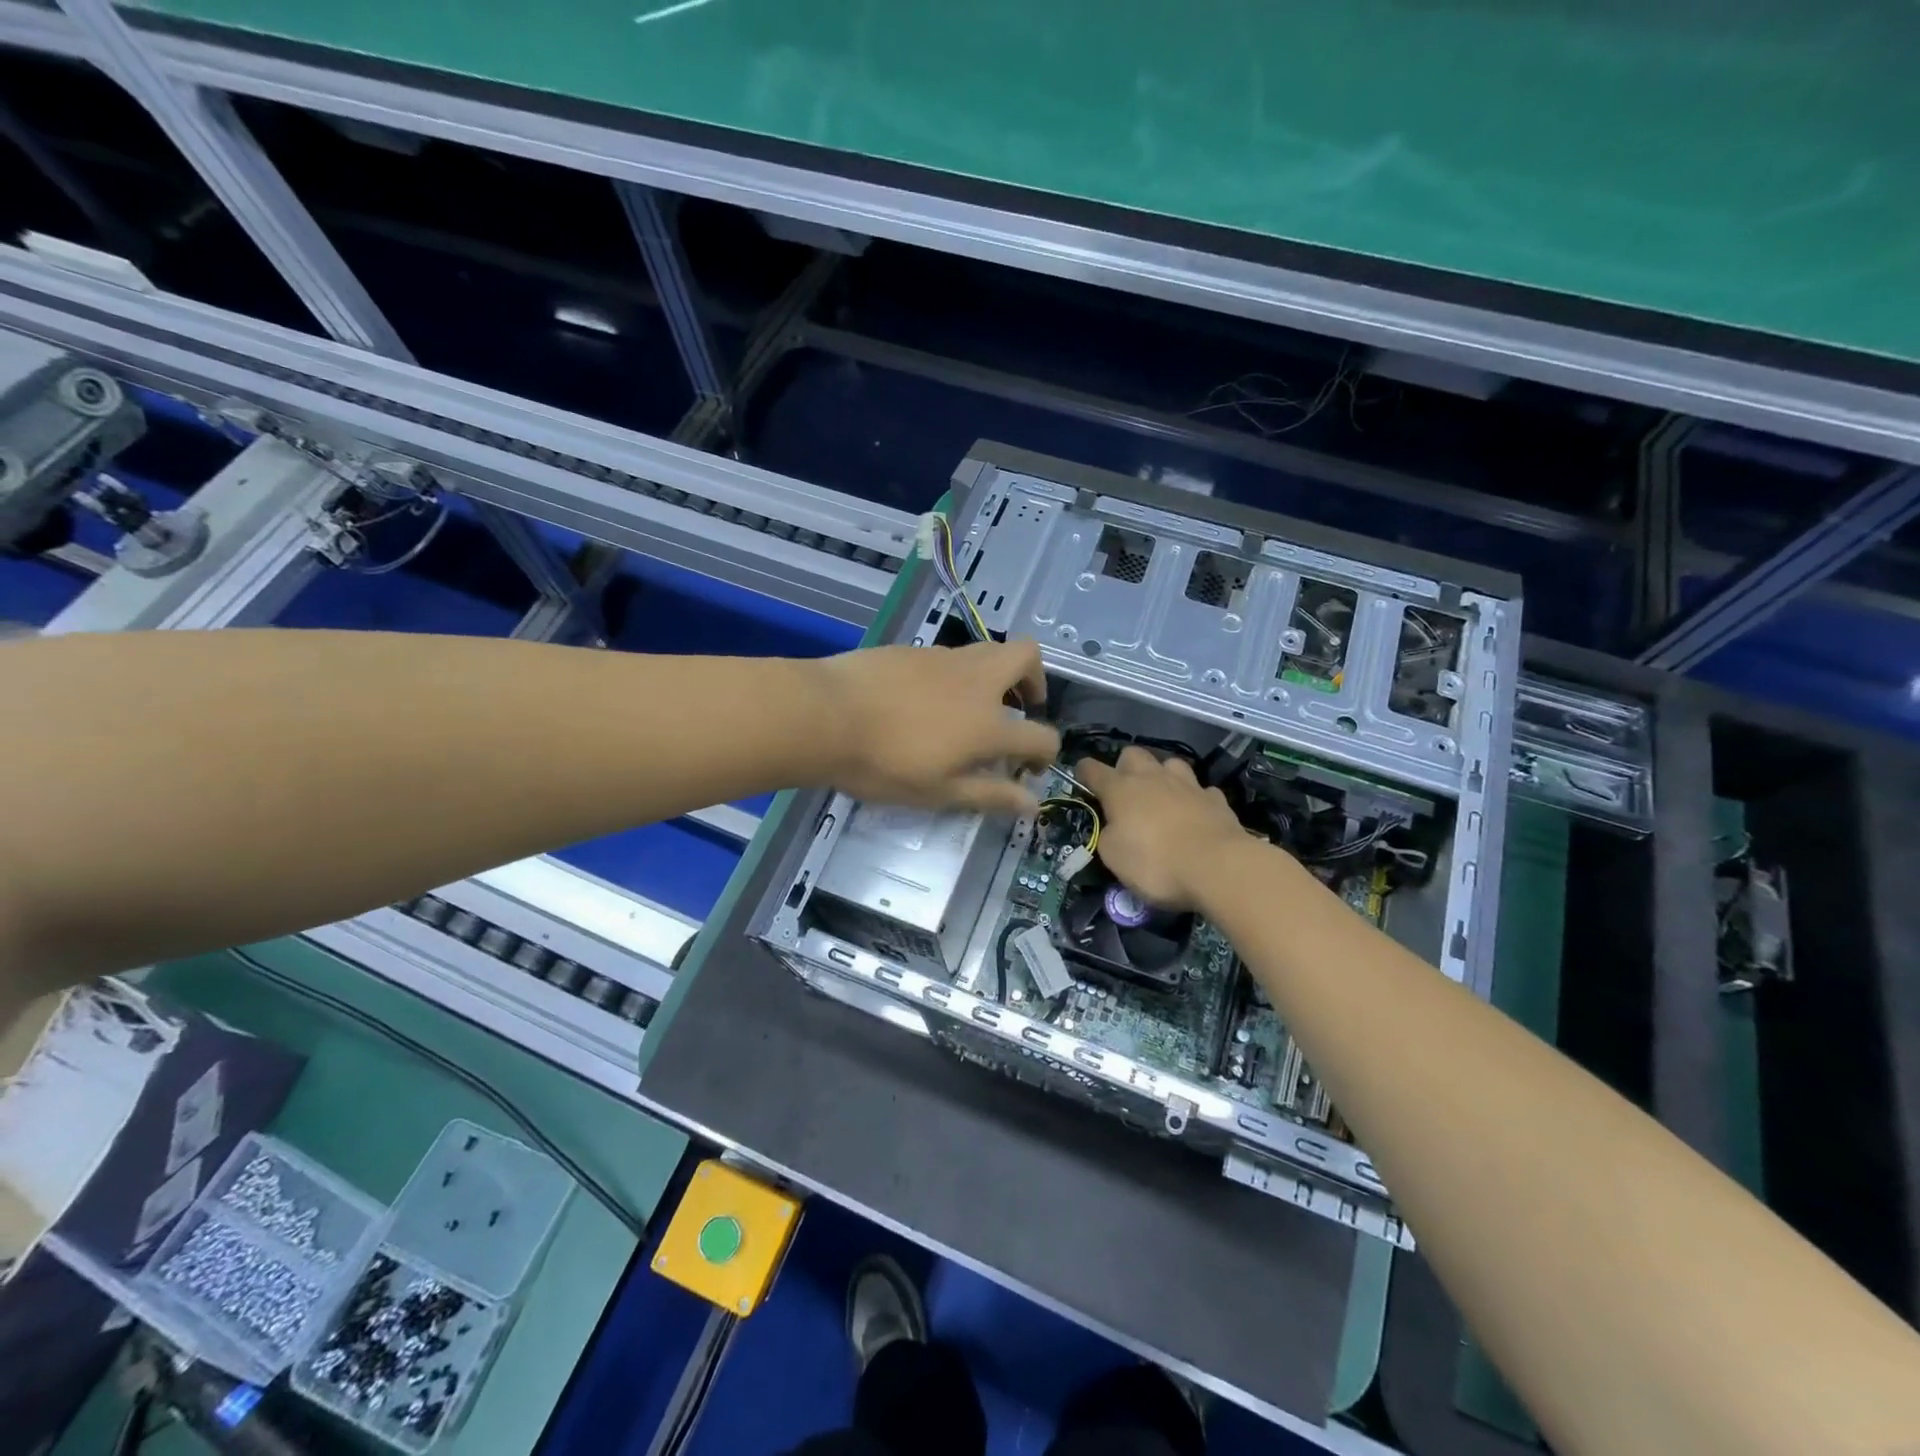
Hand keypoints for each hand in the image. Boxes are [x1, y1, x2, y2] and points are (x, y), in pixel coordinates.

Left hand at [815, 639, 1059, 815]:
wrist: (825, 715)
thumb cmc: (883, 764)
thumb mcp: (939, 792)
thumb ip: (990, 795)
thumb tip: (1032, 804)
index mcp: (989, 725)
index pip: (1041, 735)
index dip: (1046, 753)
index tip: (1031, 767)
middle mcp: (977, 682)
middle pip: (1027, 657)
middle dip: (1035, 680)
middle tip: (1018, 707)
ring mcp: (945, 659)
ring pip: (989, 650)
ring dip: (996, 674)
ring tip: (972, 706)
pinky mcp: (916, 649)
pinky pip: (952, 656)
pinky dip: (957, 674)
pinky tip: (927, 699)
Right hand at [1075, 747, 1244, 909]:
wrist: (1218, 866)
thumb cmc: (1155, 862)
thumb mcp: (1113, 857)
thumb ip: (1107, 835)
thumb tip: (1113, 827)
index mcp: (1120, 789)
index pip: (1092, 769)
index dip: (1083, 773)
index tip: (1081, 780)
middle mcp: (1152, 778)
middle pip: (1132, 754)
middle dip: (1125, 767)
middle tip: (1125, 791)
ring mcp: (1187, 785)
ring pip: (1170, 763)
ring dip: (1162, 775)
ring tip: (1162, 796)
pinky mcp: (1215, 799)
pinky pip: (1201, 790)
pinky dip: (1194, 799)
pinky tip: (1195, 813)